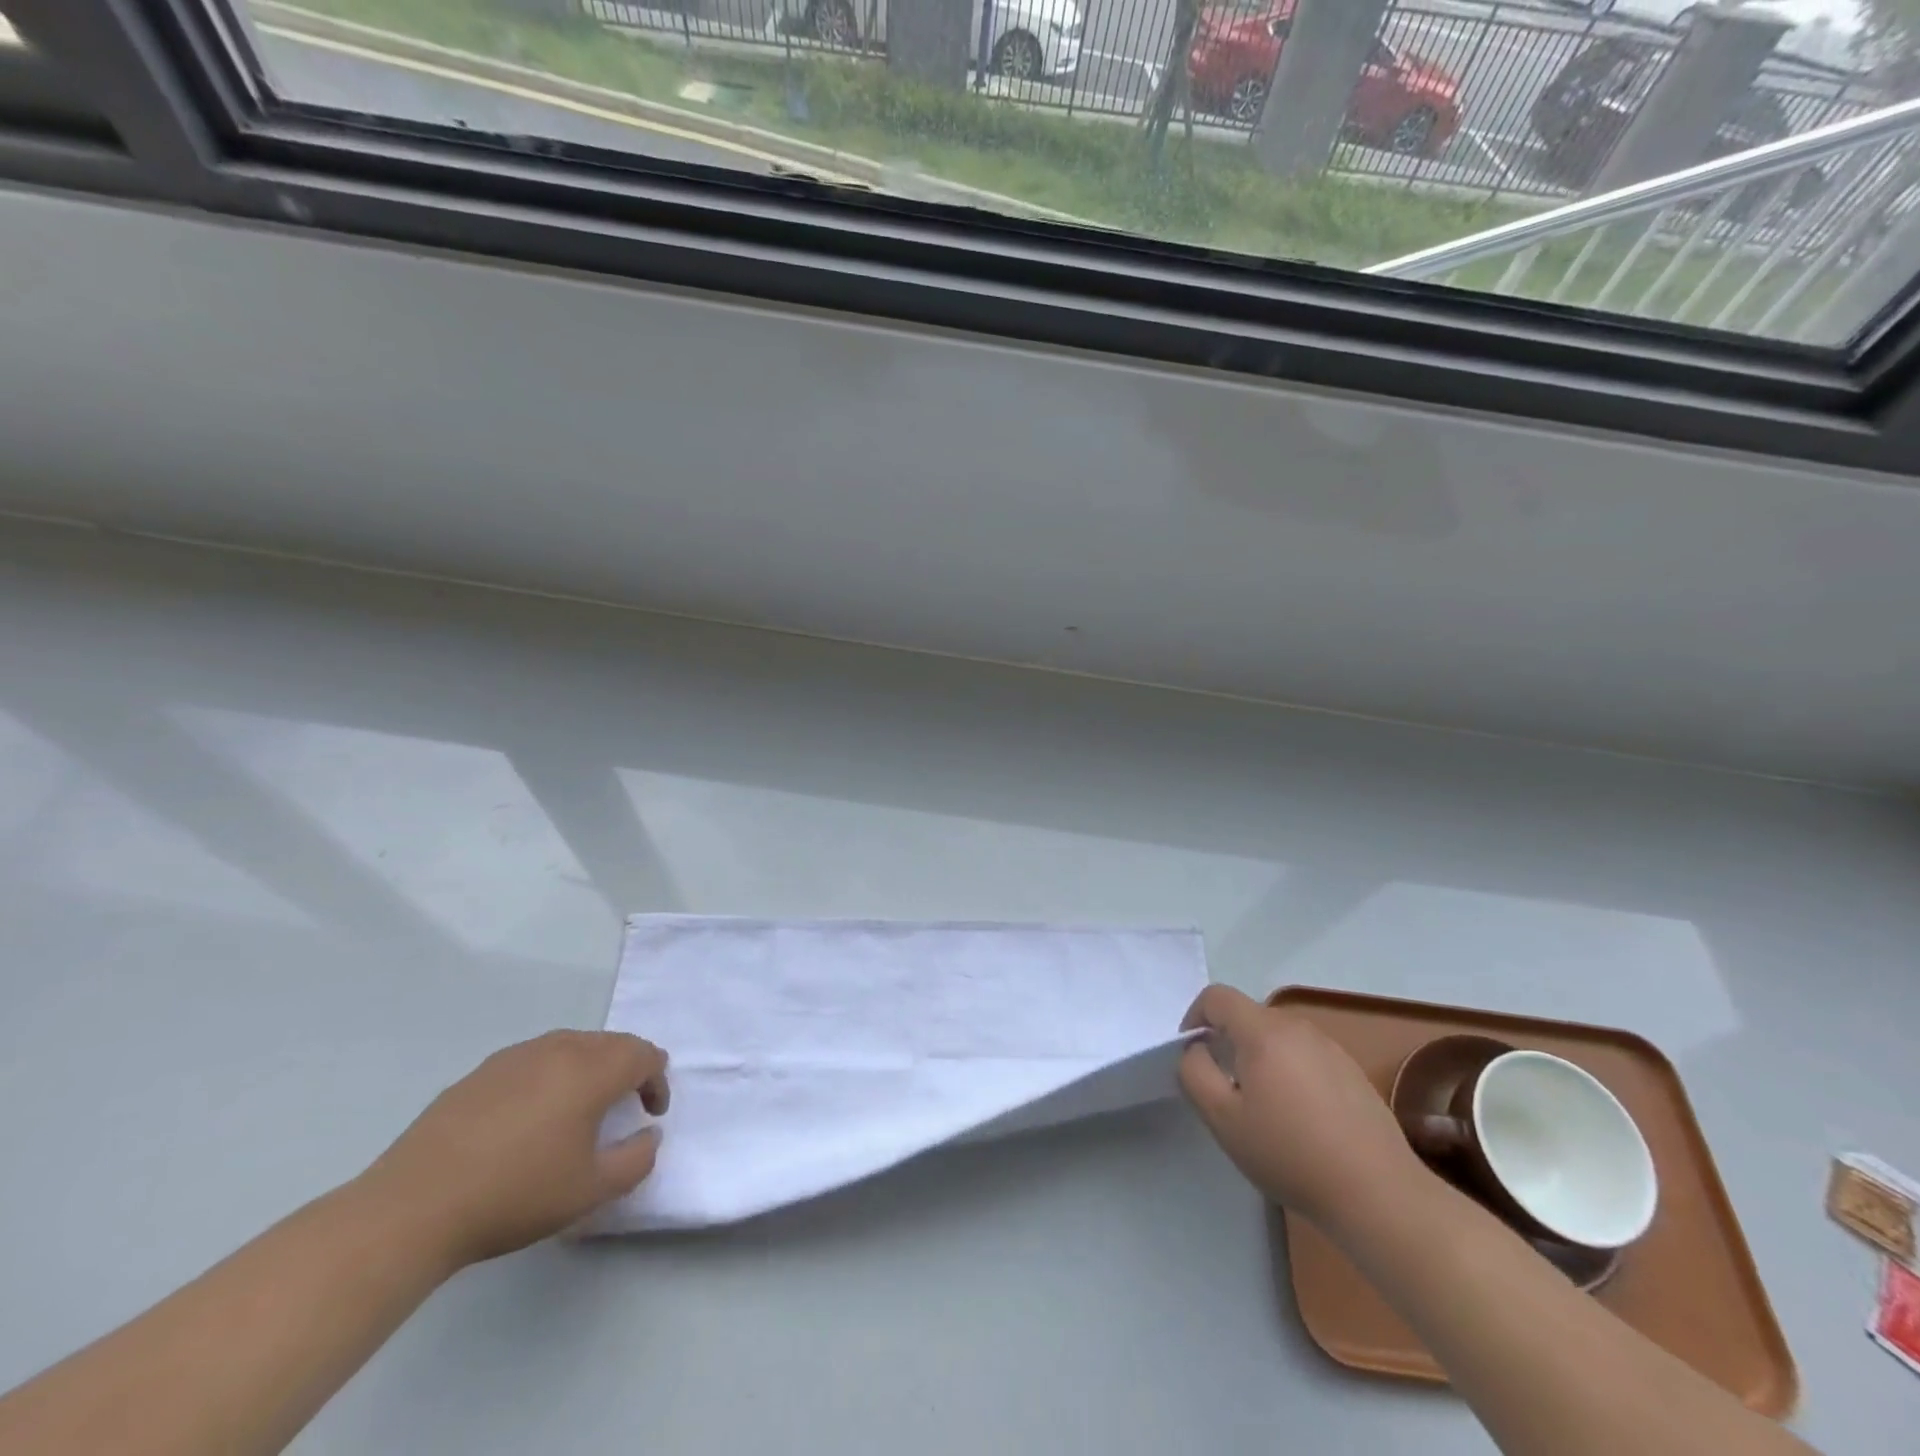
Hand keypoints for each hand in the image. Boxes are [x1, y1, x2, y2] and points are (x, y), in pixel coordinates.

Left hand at [360, 1031, 669, 1267]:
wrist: (413, 1208)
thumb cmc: (515, 1195)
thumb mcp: (590, 1190)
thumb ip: (636, 1160)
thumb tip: (648, 1135)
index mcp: (591, 1070)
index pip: (643, 1055)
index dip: (657, 1080)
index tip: (652, 1114)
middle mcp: (558, 1049)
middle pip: (610, 1043)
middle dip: (628, 1068)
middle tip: (627, 1104)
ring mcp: (516, 1056)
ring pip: (571, 1046)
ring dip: (590, 1068)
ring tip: (582, 1107)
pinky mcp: (481, 1073)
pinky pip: (534, 1060)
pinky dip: (552, 1075)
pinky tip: (533, 1114)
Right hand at [1179, 986, 1425, 1229]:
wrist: (1377, 1192)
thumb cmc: (1289, 1152)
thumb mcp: (1222, 1118)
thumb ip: (1195, 1072)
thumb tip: (1196, 1049)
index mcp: (1263, 1030)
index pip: (1217, 997)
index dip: (1195, 1017)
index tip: (1192, 1053)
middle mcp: (1297, 1027)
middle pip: (1248, 1016)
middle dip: (1227, 1041)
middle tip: (1225, 1087)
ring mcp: (1330, 1047)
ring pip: (1277, 1036)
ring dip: (1259, 1057)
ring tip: (1262, 1105)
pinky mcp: (1351, 1071)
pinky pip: (1305, 1055)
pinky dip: (1289, 1071)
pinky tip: (1299, 1117)